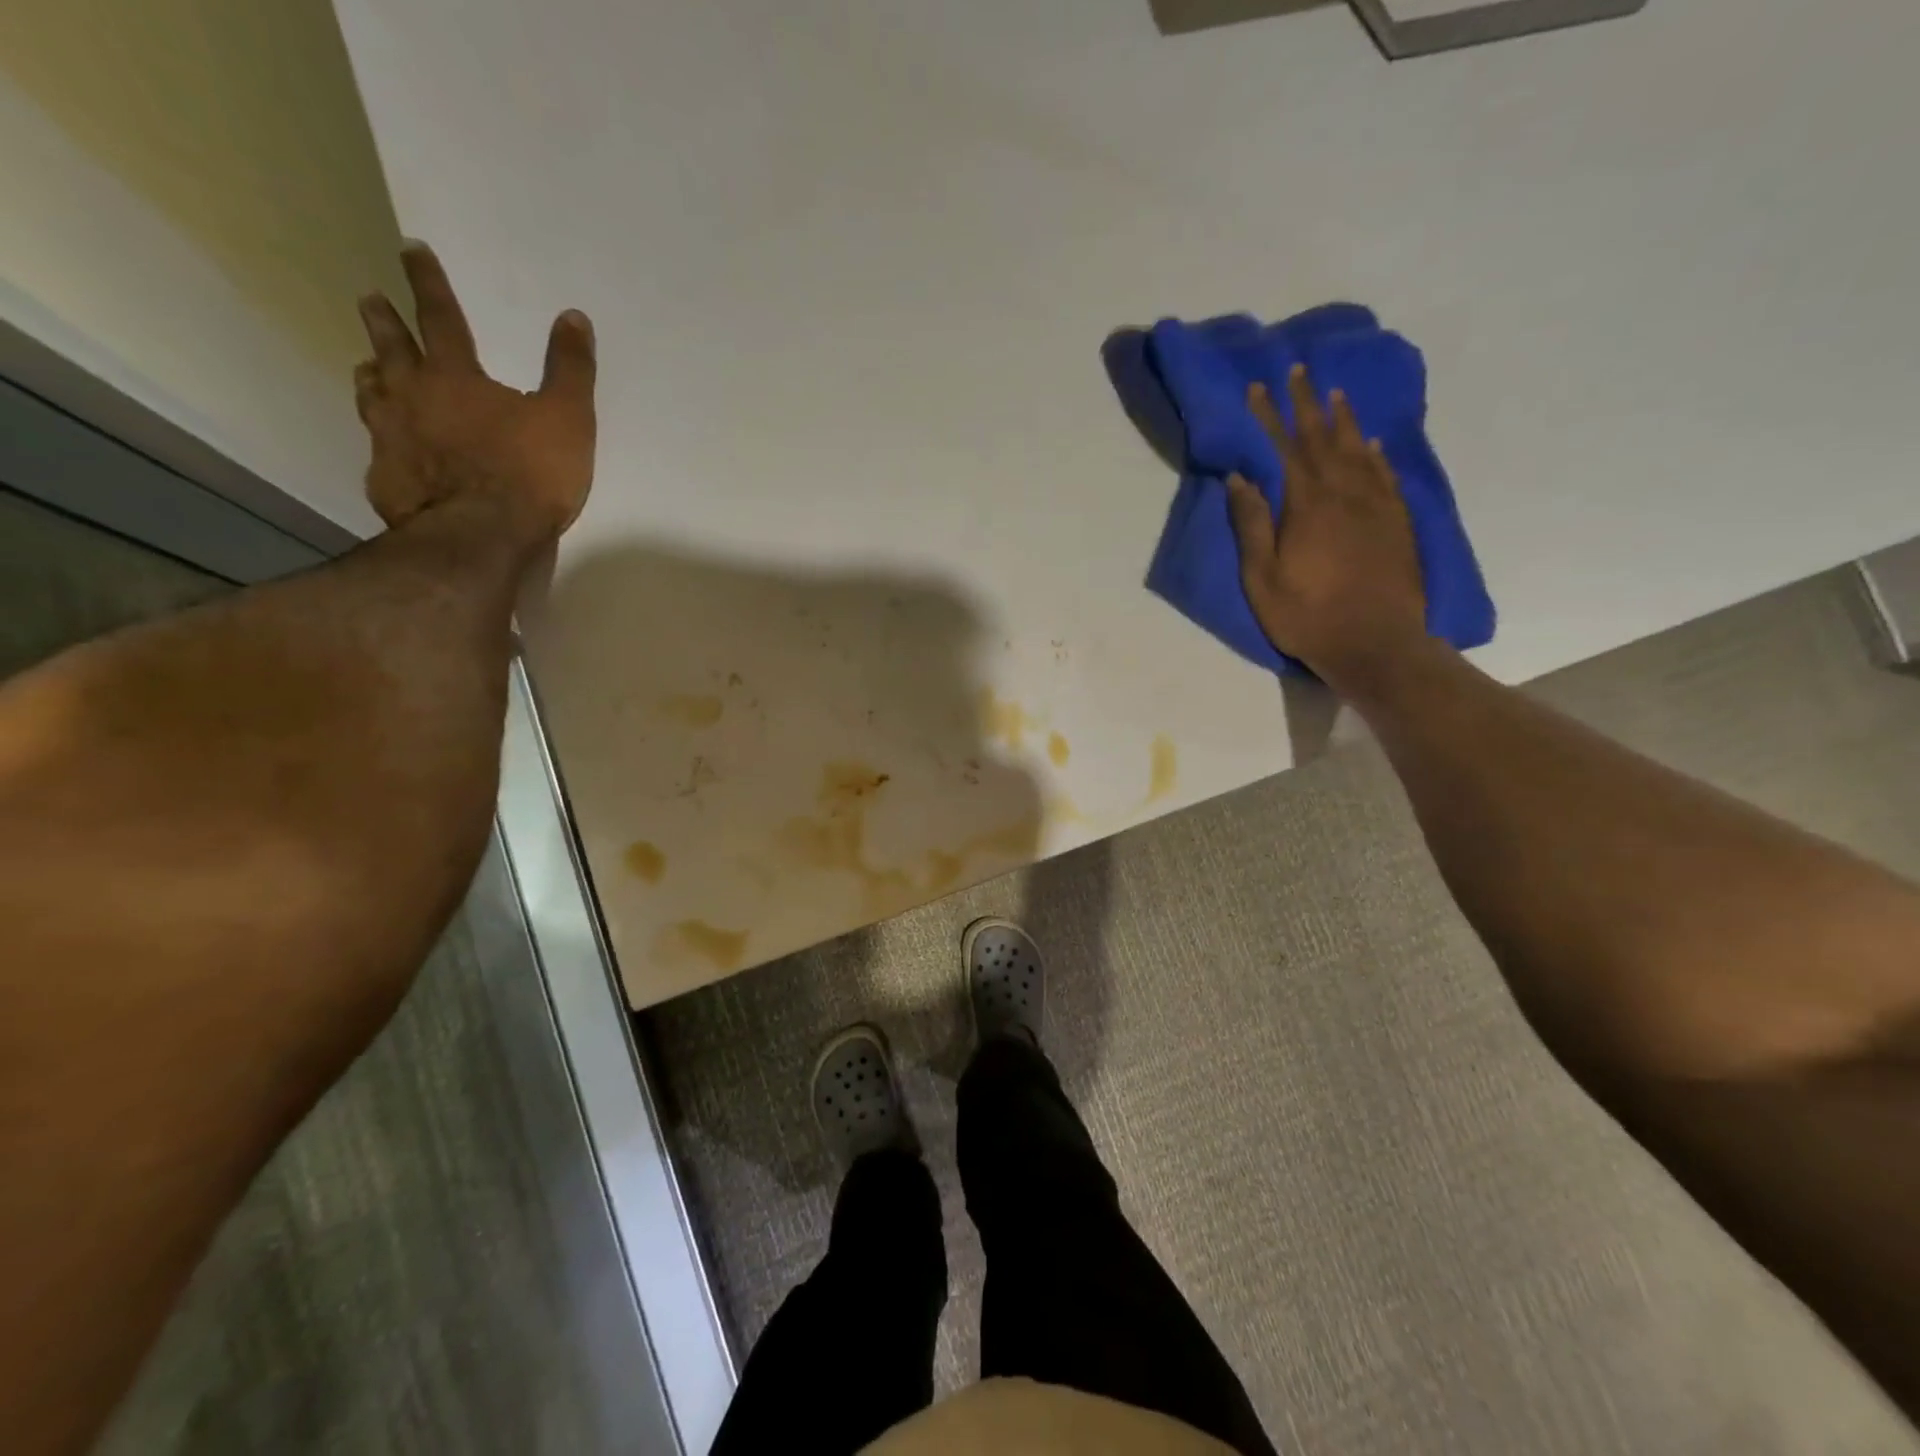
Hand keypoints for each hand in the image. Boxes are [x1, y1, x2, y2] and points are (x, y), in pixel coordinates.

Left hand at [354, 243, 596, 541]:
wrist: (482, 537)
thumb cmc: (529, 474)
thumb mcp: (568, 419)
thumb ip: (570, 370)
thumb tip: (574, 317)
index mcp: (455, 377)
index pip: (439, 316)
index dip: (427, 281)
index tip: (411, 249)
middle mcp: (412, 396)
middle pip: (391, 348)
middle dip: (383, 321)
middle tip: (370, 300)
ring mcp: (391, 438)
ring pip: (372, 393)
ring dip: (371, 374)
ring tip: (368, 367)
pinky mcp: (386, 478)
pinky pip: (378, 450)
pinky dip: (381, 440)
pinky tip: (385, 448)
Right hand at [1225, 365, 1426, 686]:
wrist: (1375, 644)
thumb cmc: (1307, 616)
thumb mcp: (1262, 578)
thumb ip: (1252, 525)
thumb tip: (1240, 478)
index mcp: (1307, 505)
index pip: (1285, 448)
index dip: (1270, 416)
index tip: (1258, 386)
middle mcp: (1345, 494)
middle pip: (1324, 438)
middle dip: (1308, 403)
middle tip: (1299, 369)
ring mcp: (1376, 507)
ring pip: (1359, 450)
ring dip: (1344, 420)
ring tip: (1335, 393)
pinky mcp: (1397, 524)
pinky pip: (1385, 476)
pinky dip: (1377, 454)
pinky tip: (1373, 443)